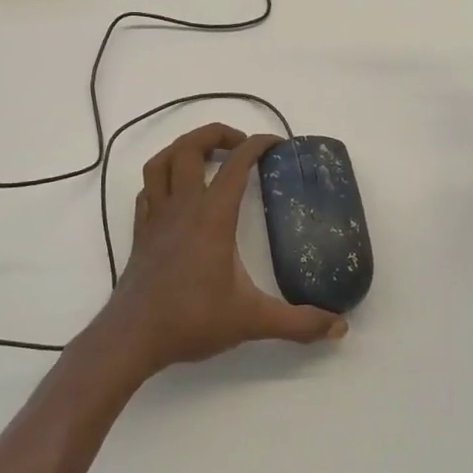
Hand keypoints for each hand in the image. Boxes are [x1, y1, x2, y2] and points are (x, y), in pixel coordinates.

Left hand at [99, 123, 346, 378]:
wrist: (132, 338)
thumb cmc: (192, 321)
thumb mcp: (252, 321)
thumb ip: (298, 323)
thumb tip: (340, 327)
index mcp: (212, 216)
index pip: (236, 164)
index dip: (257, 145)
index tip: (275, 143)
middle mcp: (182, 206)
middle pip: (189, 147)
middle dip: (215, 134)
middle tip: (239, 144)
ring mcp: (155, 217)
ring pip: (160, 162)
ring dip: (182, 148)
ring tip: (205, 156)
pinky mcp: (140, 232)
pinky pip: (147, 190)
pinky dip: (162, 179)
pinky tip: (175, 193)